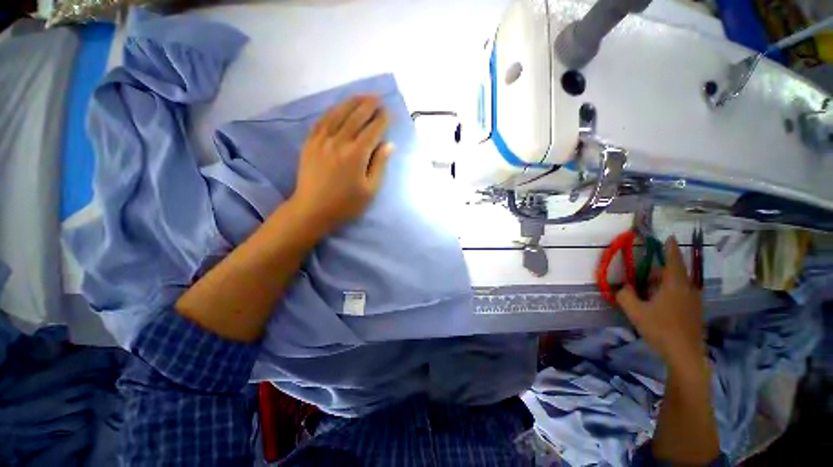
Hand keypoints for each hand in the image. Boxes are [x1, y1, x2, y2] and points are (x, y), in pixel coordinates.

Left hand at [292, 95, 393, 233]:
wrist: (312, 209)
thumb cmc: (346, 204)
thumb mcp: (370, 190)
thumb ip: (380, 165)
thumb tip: (389, 145)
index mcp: (356, 155)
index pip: (372, 130)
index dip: (382, 120)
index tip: (388, 113)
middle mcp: (339, 142)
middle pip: (356, 117)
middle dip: (368, 105)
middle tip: (378, 98)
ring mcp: (322, 140)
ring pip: (338, 114)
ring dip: (351, 102)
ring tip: (362, 96)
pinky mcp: (310, 143)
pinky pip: (322, 121)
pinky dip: (332, 111)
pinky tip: (339, 108)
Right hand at [616, 237, 705, 369]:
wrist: (685, 355)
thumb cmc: (661, 329)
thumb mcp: (635, 312)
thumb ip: (625, 295)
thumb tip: (623, 287)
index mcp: (675, 285)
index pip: (673, 260)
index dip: (670, 248)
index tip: (670, 237)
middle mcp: (688, 289)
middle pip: (674, 273)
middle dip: (658, 273)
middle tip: (642, 281)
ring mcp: (694, 301)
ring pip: (678, 285)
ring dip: (663, 285)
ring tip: (648, 296)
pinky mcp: (695, 312)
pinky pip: (681, 295)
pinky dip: (669, 294)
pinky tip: (659, 307)